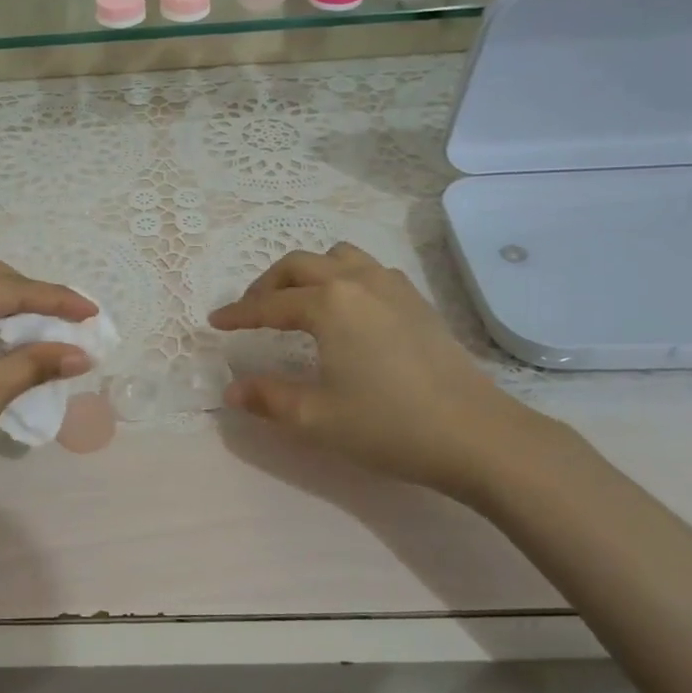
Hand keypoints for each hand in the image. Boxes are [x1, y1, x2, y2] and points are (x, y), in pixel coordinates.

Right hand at [208, 244, 553, 499]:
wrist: (477, 435)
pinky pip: (370, 270)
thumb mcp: (316, 418)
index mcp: (328, 304)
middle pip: (300, 265)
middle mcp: (357, 282)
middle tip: (251, 311)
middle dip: (268, 284)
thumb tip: (231, 390)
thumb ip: (267, 399)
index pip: (269, 304)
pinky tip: (347, 310)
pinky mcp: (418, 301)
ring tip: (298, 302)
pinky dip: (344, 277)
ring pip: (338, 257)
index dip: (238, 314)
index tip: (215, 322)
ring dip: (309, 272)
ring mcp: (393, 287)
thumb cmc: (389, 425)